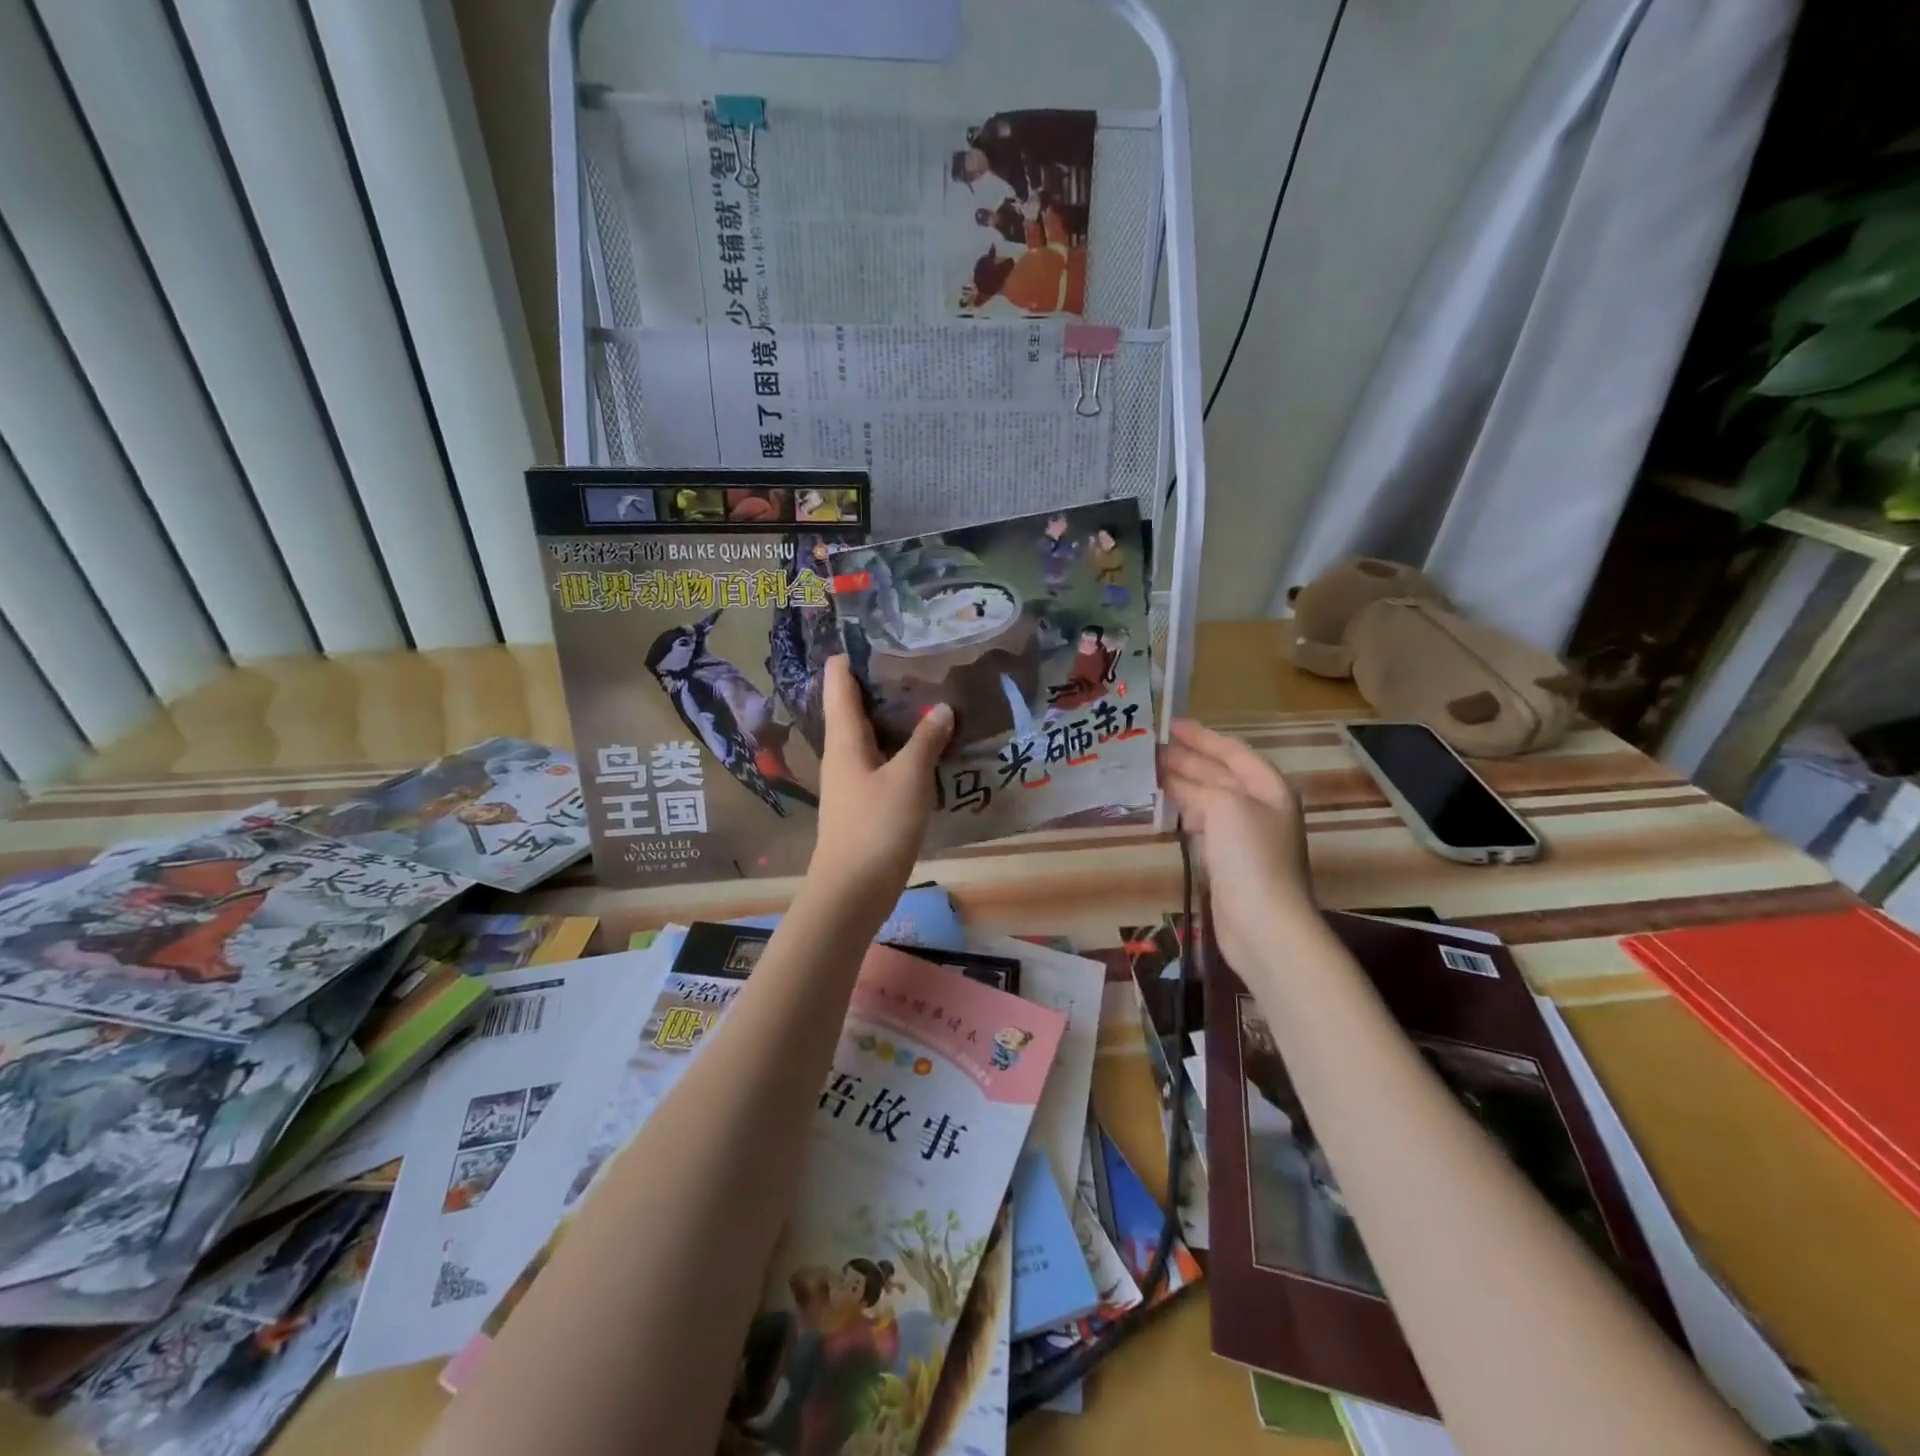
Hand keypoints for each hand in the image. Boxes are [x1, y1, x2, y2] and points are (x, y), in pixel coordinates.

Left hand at [810, 656, 952, 915]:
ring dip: (898, 719)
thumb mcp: (908, 779)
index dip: (854, 655)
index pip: (838, 682)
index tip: (884, 635)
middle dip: (885, 684)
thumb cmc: (876, 828)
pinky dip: (903, 749)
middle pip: (856, 706)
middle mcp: (842, 753)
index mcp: (845, 738)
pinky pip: (882, 763)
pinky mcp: (864, 803)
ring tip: (933, 699)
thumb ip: (926, 741)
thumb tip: (941, 708)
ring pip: (872, 736)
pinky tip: (930, 750)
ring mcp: (851, 780)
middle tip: (922, 663)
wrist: (852, 892)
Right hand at [1159, 720, 1312, 968]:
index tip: (1169, 724)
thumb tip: (1174, 779)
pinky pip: (1203, 824)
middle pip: (1219, 774)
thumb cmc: (1249, 856)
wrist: (1263, 923)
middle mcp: (1259, 807)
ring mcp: (1244, 835)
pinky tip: (1164, 808)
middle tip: (1149, 748)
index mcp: (1268, 787)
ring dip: (1181, 784)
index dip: (1202, 736)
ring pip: (1208, 799)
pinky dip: (1183, 812)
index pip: (1232, 751)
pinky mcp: (1228, 861)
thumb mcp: (1225, 806)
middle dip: (1186, 759)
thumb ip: (1200, 785)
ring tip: (1148, 773)